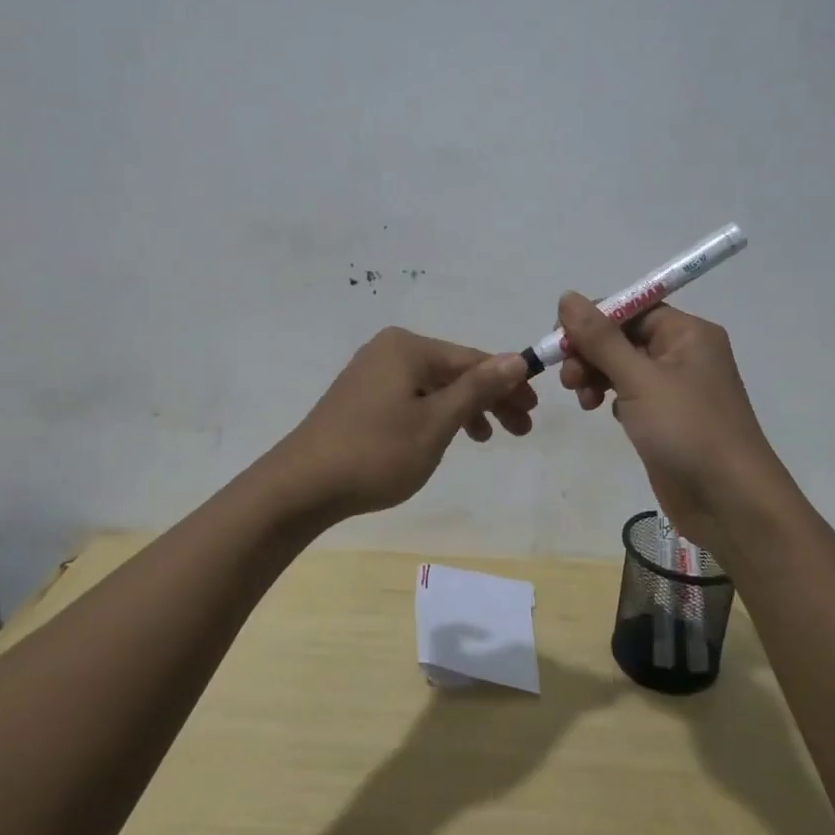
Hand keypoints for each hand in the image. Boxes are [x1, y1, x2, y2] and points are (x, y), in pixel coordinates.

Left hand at [275, 327, 536, 520]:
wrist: (301, 486)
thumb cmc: (376, 453)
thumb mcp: (436, 423)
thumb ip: (478, 388)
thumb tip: (516, 358)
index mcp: (408, 348)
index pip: (472, 359)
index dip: (507, 383)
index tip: (534, 410)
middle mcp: (389, 350)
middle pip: (454, 371)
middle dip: (490, 398)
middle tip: (521, 428)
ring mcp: (371, 373)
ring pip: (434, 387)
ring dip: (465, 409)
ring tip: (488, 438)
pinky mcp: (361, 397)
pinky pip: (412, 398)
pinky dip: (436, 415)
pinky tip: (447, 436)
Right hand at [555, 293, 786, 554]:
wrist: (729, 502)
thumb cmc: (687, 430)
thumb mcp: (639, 379)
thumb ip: (601, 339)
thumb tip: (567, 296)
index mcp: (688, 333)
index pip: (632, 309)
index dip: (593, 320)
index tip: (560, 340)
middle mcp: (684, 354)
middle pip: (624, 336)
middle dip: (591, 352)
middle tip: (569, 378)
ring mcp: (676, 388)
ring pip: (623, 366)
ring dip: (596, 375)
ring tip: (582, 400)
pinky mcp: (666, 418)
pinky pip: (630, 393)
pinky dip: (611, 397)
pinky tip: (600, 412)